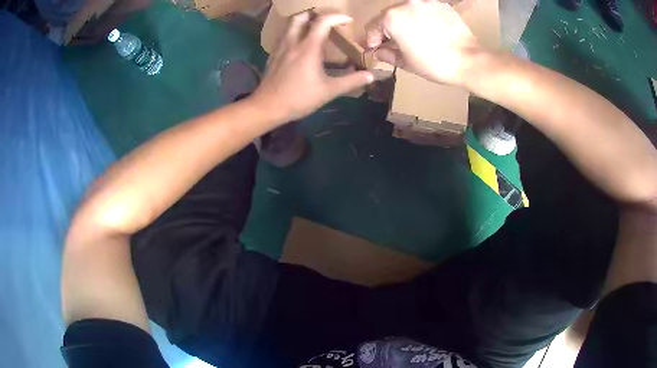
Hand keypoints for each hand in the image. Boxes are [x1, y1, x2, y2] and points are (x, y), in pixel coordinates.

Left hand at [251, 12, 374, 121]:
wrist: (267, 107)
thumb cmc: (299, 98)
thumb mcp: (329, 91)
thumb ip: (351, 81)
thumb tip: (371, 75)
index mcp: (308, 47)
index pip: (323, 21)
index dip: (337, 17)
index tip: (348, 20)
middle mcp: (293, 42)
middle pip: (301, 17)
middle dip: (316, 14)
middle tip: (328, 21)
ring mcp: (280, 47)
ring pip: (290, 24)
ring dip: (303, 21)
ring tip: (314, 28)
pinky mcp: (273, 54)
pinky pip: (284, 35)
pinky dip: (294, 32)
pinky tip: (300, 44)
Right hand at [365, 0, 481, 85]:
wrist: (468, 60)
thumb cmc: (434, 63)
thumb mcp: (406, 62)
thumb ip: (387, 54)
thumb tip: (378, 51)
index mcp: (391, 18)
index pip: (372, 27)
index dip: (372, 40)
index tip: (375, 49)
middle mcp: (405, 4)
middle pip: (389, 15)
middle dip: (388, 29)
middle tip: (394, 43)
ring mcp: (424, 2)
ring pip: (406, 10)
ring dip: (405, 22)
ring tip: (413, 36)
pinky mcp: (440, 4)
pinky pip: (424, 9)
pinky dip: (421, 18)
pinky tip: (429, 30)